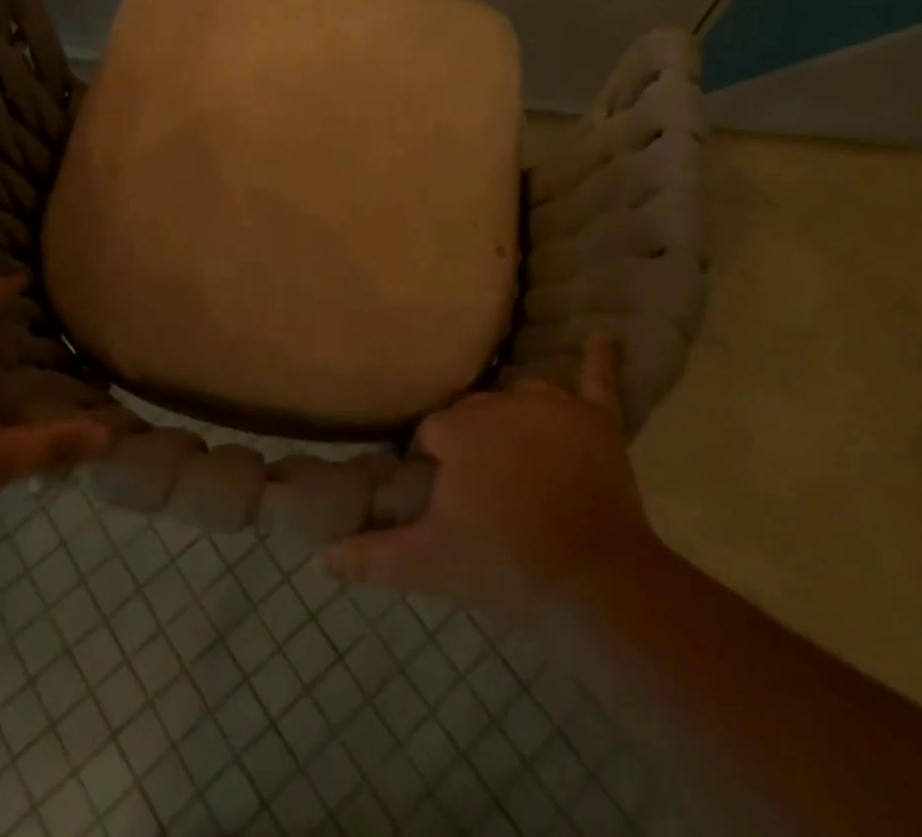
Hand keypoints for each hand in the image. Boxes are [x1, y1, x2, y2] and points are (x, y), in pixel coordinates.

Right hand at [324, 335, 654, 614]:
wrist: (595, 584)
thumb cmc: (505, 565)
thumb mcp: (428, 564)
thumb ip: (370, 555)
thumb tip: (320, 556)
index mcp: (458, 428)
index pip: (431, 433)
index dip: (433, 466)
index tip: (444, 499)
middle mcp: (500, 403)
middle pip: (473, 413)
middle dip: (471, 444)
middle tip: (482, 492)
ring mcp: (552, 408)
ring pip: (518, 397)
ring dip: (512, 418)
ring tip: (517, 457)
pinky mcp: (596, 422)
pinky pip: (596, 383)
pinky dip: (597, 363)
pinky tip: (601, 337)